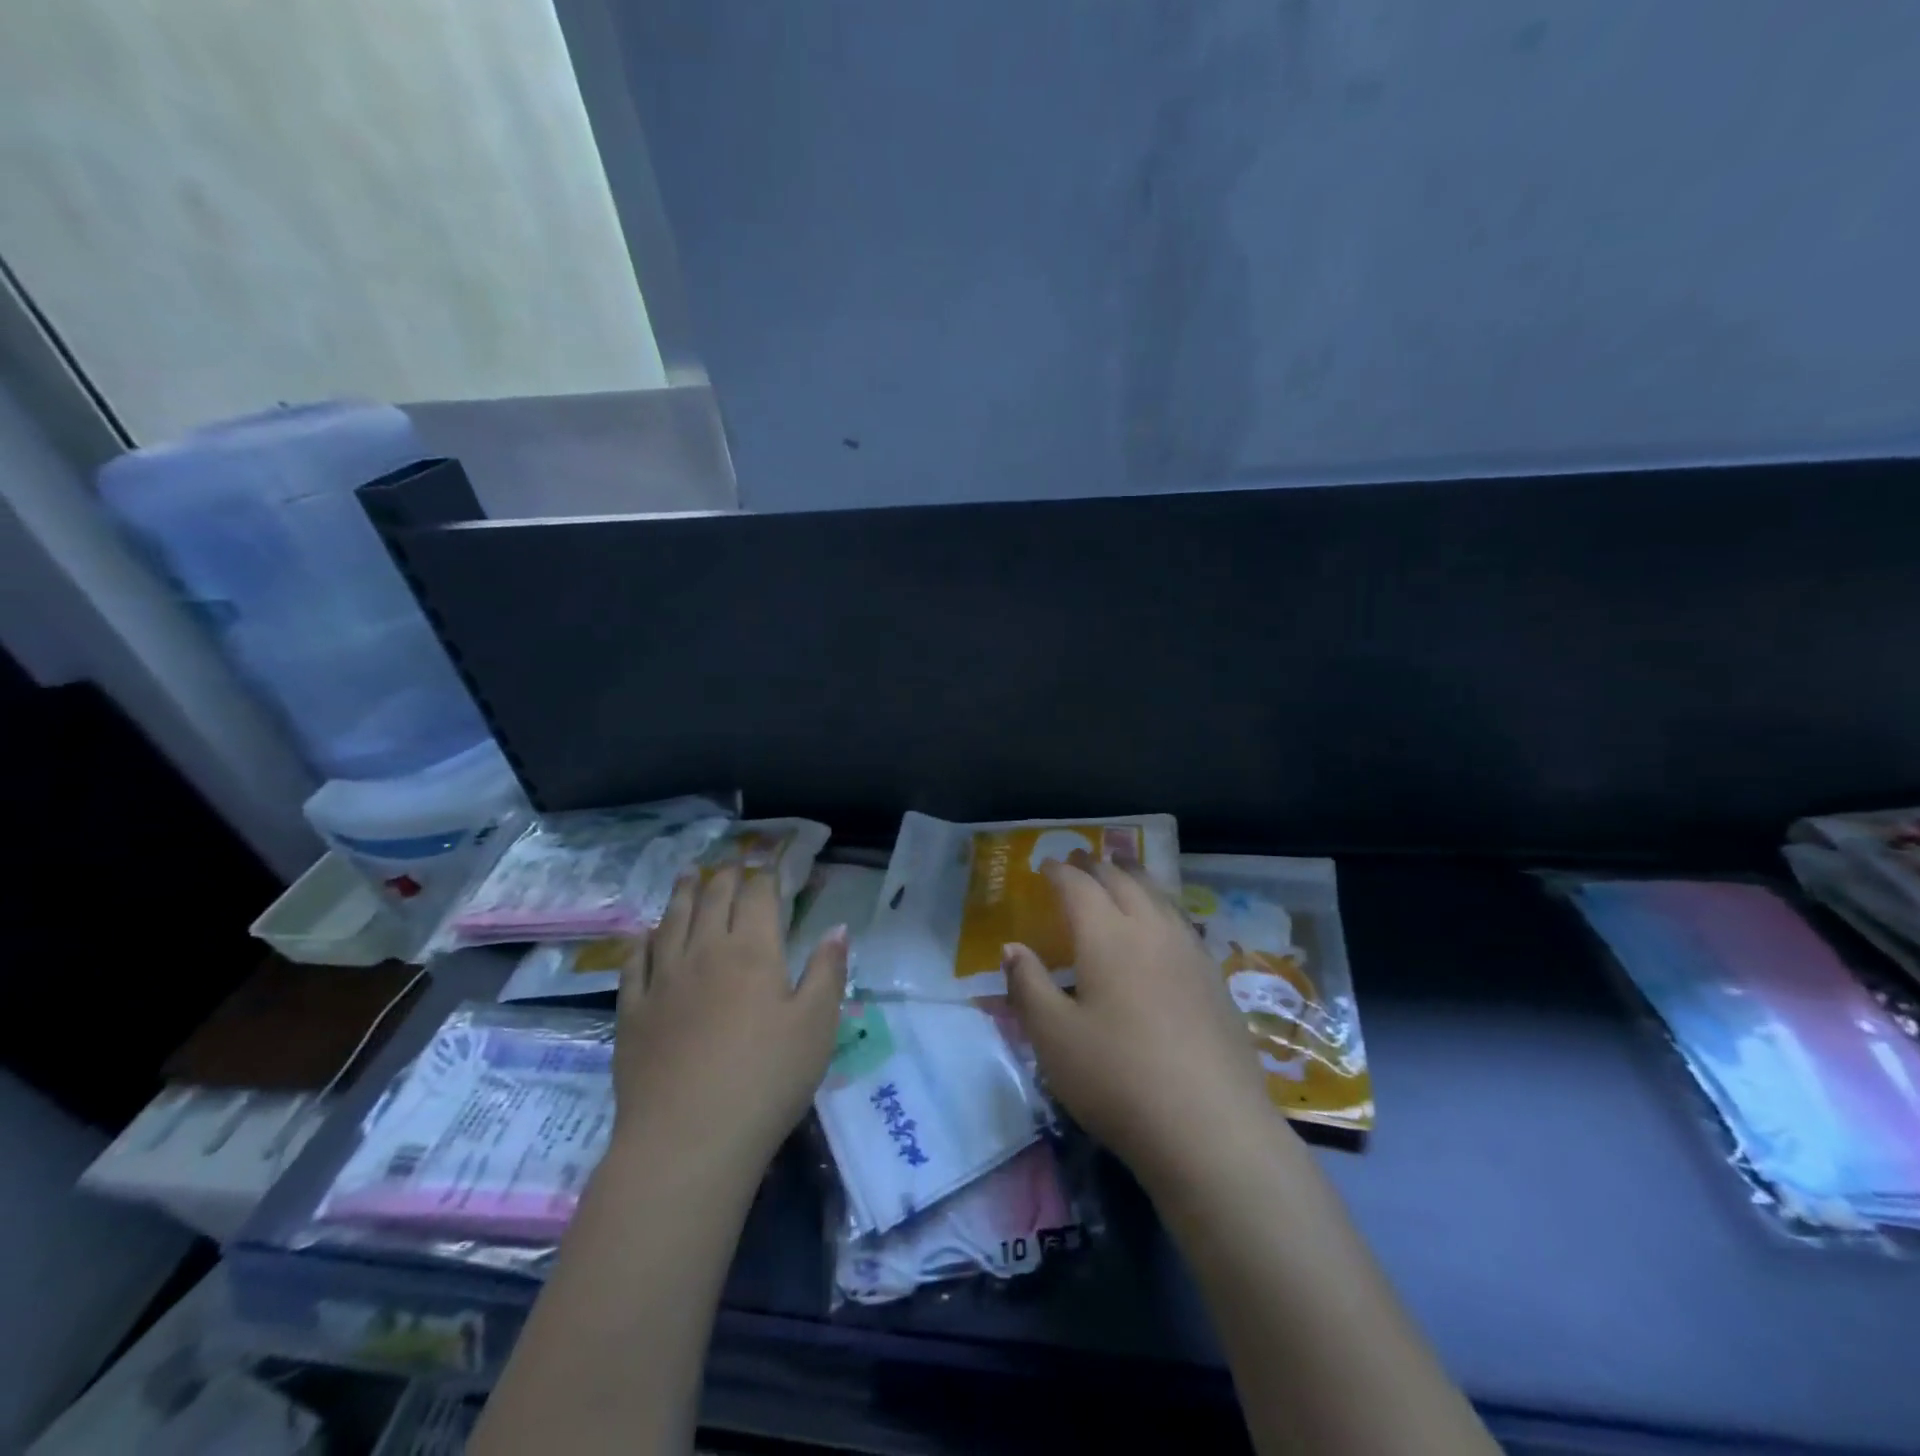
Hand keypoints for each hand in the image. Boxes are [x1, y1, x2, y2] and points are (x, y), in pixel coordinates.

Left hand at [613, 866, 847, 1170]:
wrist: (688, 1140)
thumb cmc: (767, 1079)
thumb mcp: (817, 1026)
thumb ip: (828, 971)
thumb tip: (838, 927)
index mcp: (752, 951)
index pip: (758, 896)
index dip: (765, 875)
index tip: (769, 862)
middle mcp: (704, 952)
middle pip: (712, 899)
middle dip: (725, 876)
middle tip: (731, 863)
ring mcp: (663, 980)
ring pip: (671, 921)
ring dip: (681, 893)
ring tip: (687, 874)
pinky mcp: (632, 1012)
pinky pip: (634, 963)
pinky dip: (641, 941)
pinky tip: (643, 934)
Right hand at [1003, 861, 1285, 1191]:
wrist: (1211, 1128)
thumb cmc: (1118, 1079)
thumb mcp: (1053, 1037)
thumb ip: (1028, 986)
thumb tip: (1012, 948)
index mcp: (1107, 935)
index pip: (1079, 886)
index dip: (1060, 871)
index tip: (1046, 864)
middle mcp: (1151, 930)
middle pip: (1123, 881)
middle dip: (1097, 866)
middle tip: (1080, 860)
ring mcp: (1190, 952)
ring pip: (1159, 896)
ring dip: (1135, 877)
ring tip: (1122, 872)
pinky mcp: (1215, 979)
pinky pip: (1181, 922)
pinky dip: (1162, 906)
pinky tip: (1163, 924)